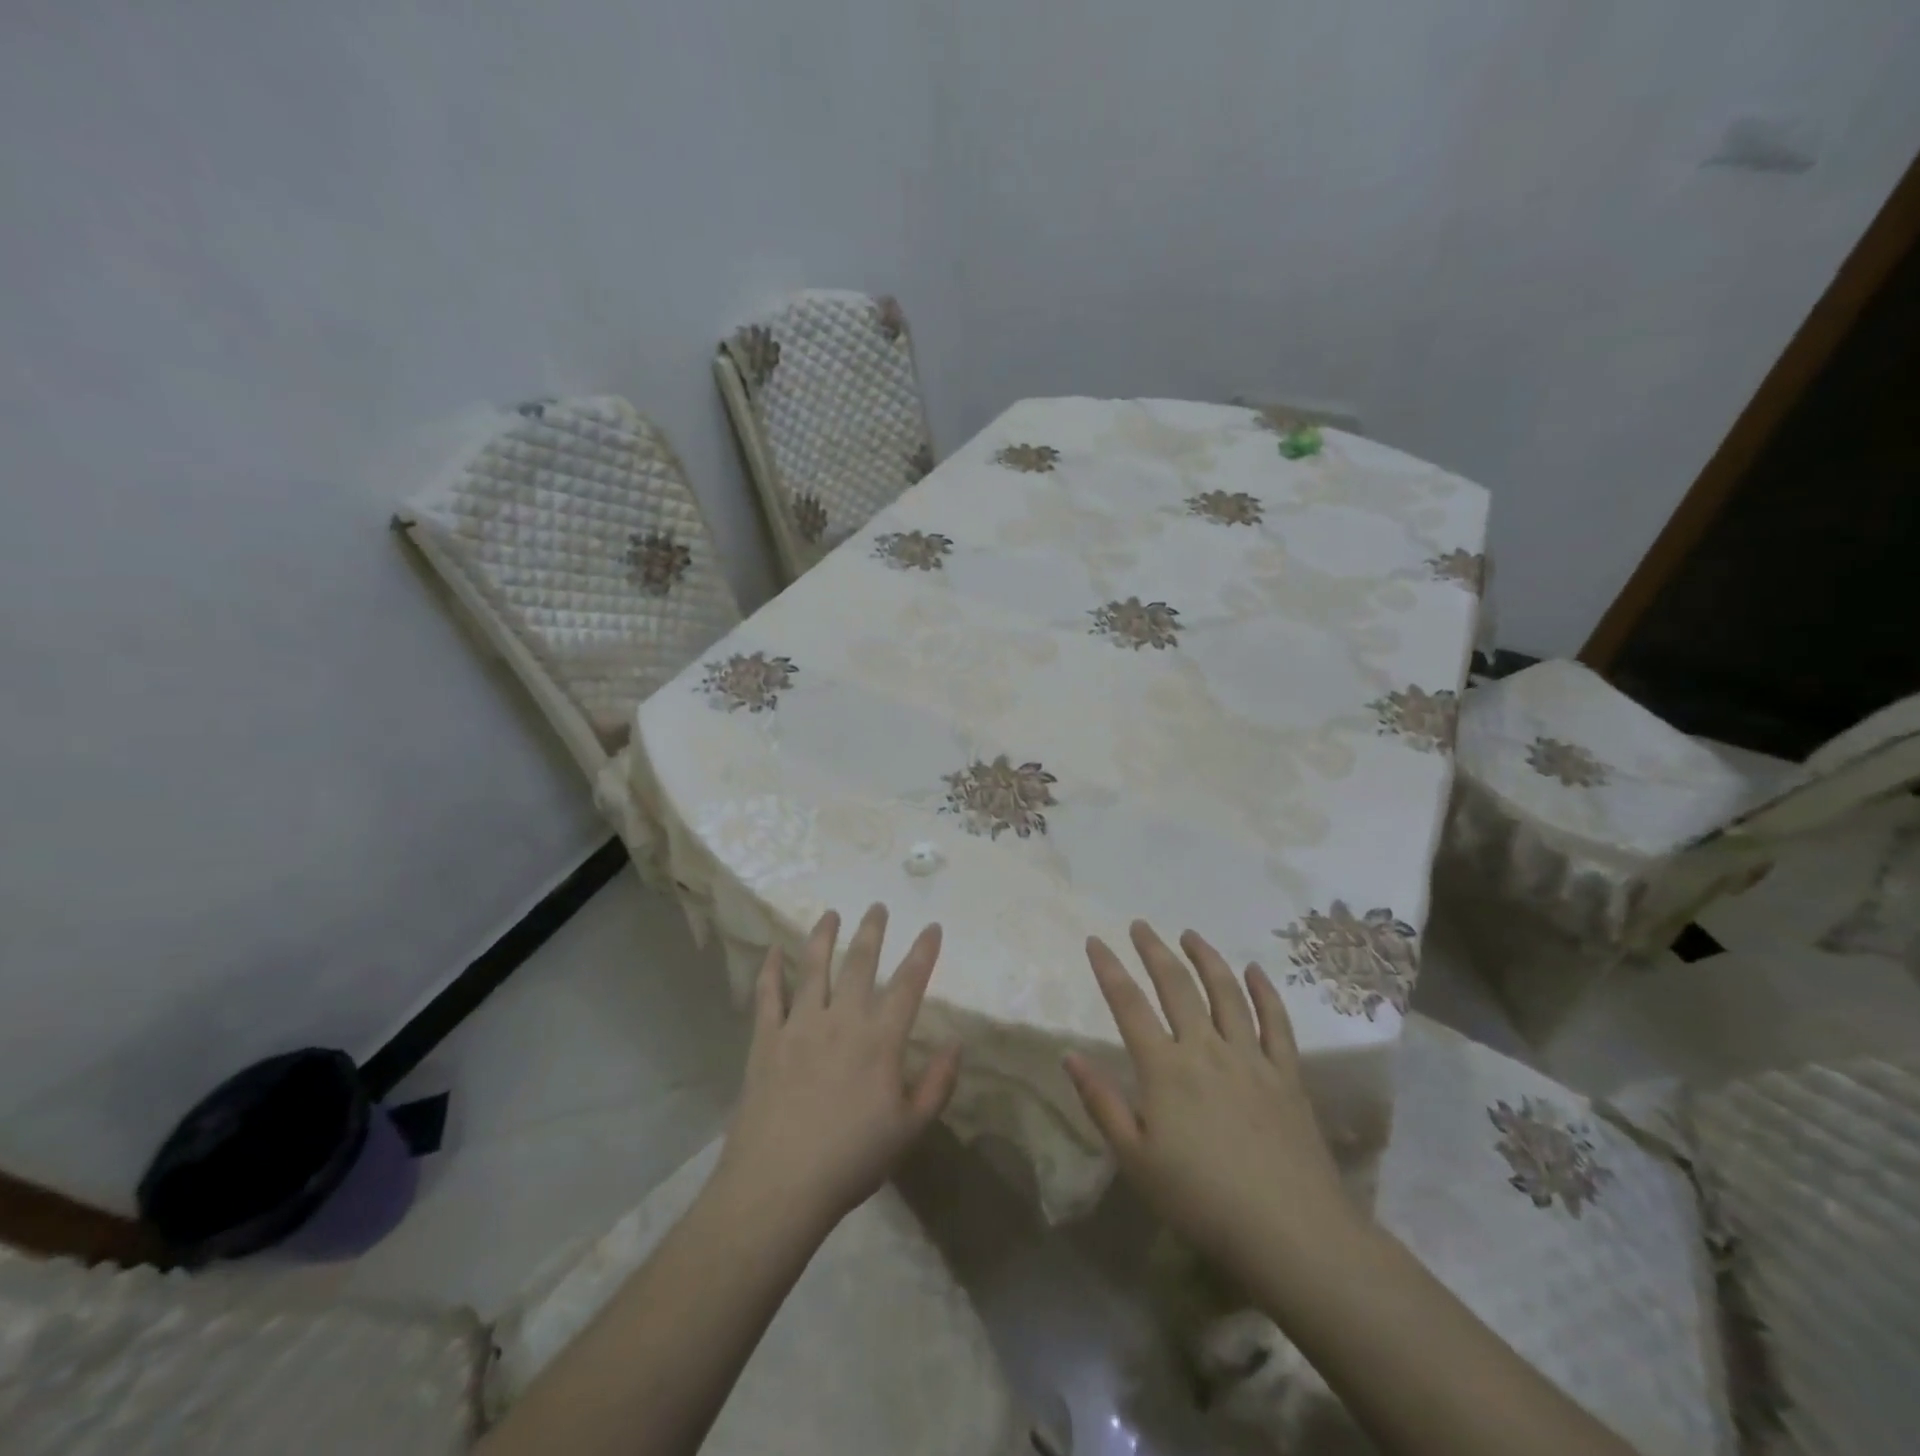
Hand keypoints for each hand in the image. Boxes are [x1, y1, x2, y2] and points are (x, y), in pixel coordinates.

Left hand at [714, 905, 959, 1232]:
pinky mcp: (765, 1040)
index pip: (908, 984)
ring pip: (813, 968)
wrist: (779, 1185)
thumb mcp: (910, 1129)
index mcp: (880, 1040)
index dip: (923, 952)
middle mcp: (841, 1019)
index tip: (932, 927)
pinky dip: (770, 971)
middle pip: (860, 963)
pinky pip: (767, 996)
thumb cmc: (851, 1160)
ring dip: (823, 937)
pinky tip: (773, 951)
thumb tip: (956, 1043)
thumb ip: (938, 1083)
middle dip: (872, 931)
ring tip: (830, 914)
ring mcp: (800, 1025)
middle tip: (877, 906)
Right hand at [1064, 922, 1354, 1274]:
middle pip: (1177, 985)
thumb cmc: (1201, 1200)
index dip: (1109, 968)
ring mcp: (1251, 1058)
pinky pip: (1276, 1022)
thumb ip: (1102, 1102)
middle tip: (1140, 925)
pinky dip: (1264, 992)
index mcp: (1165, 1068)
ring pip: (1226, 992)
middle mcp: (1206, 1049)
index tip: (1095, 940)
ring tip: (1190, 935)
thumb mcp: (1135, 1159)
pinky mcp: (1287, 1074)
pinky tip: (1255, 971)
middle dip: (1154, 950)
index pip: (1128, 1004)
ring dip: (1206, 958)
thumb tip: (1069, 1055)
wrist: (1291, 1233)